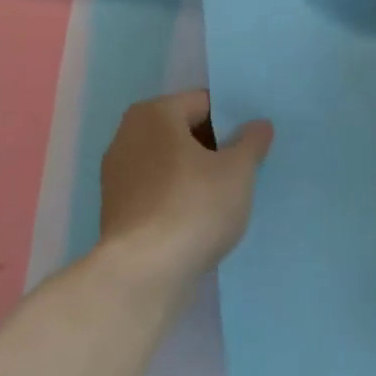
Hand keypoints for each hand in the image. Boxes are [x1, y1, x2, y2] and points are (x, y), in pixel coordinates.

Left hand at [98, 90, 273, 286]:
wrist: (144, 272)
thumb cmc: (194, 206)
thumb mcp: (237, 171)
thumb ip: (251, 142)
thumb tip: (259, 125)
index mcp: (154, 113)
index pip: (203, 102)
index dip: (232, 120)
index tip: (254, 143)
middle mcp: (128, 135)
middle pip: (183, 130)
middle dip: (214, 146)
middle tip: (244, 169)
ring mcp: (117, 174)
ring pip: (169, 162)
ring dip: (196, 173)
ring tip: (226, 196)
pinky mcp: (116, 208)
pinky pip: (156, 189)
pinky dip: (177, 196)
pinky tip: (199, 218)